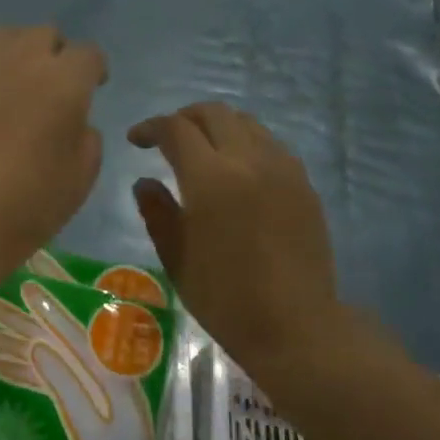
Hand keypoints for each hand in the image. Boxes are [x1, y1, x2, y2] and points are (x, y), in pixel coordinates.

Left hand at [0, 26, 106, 285]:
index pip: (88, 55)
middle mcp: (20, 56)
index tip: (90, 89)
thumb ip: (85, 136)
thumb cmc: (21, 208)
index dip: (92, 72)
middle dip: (51, 57)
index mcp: (63, 81)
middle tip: (45, 91)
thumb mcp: (79, 180)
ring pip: (2, 37)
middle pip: (44, 36)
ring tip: (4, 89)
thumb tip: (72, 118)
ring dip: (12, 56)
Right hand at [0, 279, 154, 439]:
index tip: (25, 287)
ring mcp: (78, 381)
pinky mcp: (72, 398)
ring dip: (9, 343)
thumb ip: (67, 385)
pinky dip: (19, 371)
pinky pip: (41, 378)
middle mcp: (89, 365)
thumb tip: (36, 348)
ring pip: (38, 354)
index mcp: (103, 365)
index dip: (48, 307)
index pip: (71, 328)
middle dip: (17, 317)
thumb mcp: (98, 424)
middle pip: (48, 334)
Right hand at [128, 103, 339, 358]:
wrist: (295, 326)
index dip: (150, 128)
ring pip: (246, 123)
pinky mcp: (304, 184)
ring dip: (217, 127)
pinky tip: (236, 170)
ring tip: (201, 150)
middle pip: (214, 113)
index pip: (176, 129)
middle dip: (184, 118)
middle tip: (166, 138)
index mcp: (210, 178)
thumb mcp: (175, 256)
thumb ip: (157, 211)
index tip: (136, 141)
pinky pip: (270, 144)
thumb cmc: (224, 297)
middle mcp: (248, 161)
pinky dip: (245, 143)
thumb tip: (145, 181)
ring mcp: (282, 169)